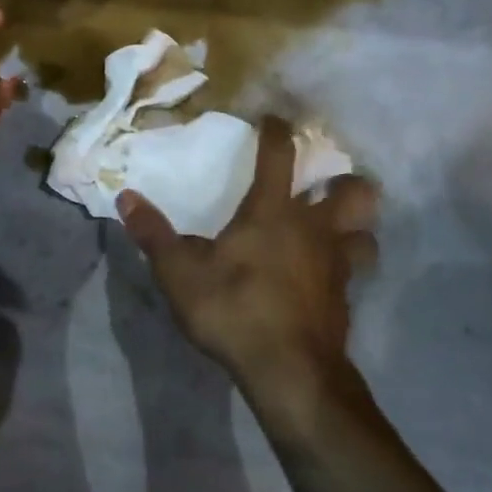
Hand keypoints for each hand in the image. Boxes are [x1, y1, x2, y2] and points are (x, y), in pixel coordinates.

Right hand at [119, 116, 378, 407]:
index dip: (277, 132)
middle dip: (344, 182)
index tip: (273, 119)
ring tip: (335, 230)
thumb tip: (126, 197)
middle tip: (325, 186)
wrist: (290, 372)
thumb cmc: (234, 309)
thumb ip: (153, 233)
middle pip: (353, 191)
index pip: (280, 155)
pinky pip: (355, 271)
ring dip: (355, 226)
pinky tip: (324, 278)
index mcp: (272, 211)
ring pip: (365, 232)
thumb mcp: (179, 273)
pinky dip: (345, 267)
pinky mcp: (345, 299)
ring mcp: (336, 265)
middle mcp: (314, 229)